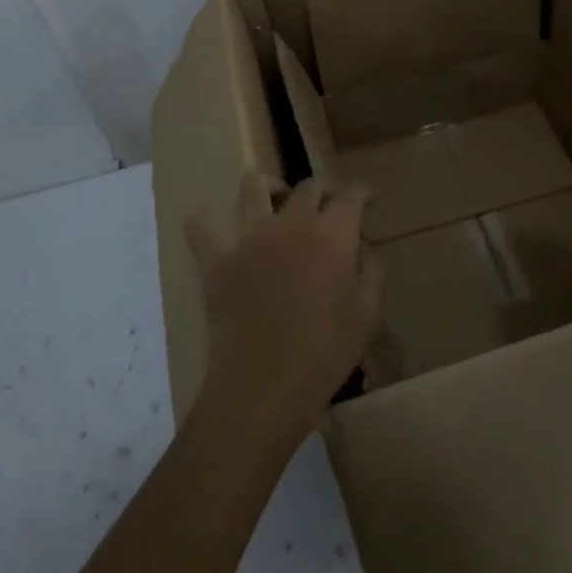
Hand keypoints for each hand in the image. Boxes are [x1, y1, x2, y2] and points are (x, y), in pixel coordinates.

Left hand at [185, 174, 381, 442]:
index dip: (363, 193)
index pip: (351, 195)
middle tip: (329, 208)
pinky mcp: (217, 261)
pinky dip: (202, 221)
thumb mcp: (368, 313)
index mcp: (332, 234)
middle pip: (309, 187)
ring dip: (269, 187)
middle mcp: (291, 223)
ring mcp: (249, 238)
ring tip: (276, 201)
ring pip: (253, 188)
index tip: (368, 201)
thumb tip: (362, 248)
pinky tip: (204, 219)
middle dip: (324, 191)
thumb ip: (371, 271)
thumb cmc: (326, 351)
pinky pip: (200, 229)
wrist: (266, 385)